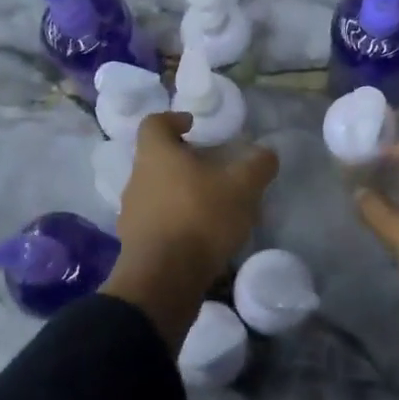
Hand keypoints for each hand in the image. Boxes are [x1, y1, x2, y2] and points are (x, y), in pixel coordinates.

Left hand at [102, 111, 278, 349]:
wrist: (164, 280)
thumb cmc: (199, 218)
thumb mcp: (242, 187)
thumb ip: (257, 165)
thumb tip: (266, 153)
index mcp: (156, 154)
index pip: (154, 123)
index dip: (173, 119)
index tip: (194, 126)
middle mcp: (136, 179)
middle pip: (157, 159)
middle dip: (185, 161)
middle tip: (214, 169)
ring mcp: (132, 214)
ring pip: (158, 192)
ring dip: (182, 194)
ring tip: (214, 206)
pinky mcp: (136, 245)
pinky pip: (158, 223)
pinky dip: (178, 223)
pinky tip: (203, 237)